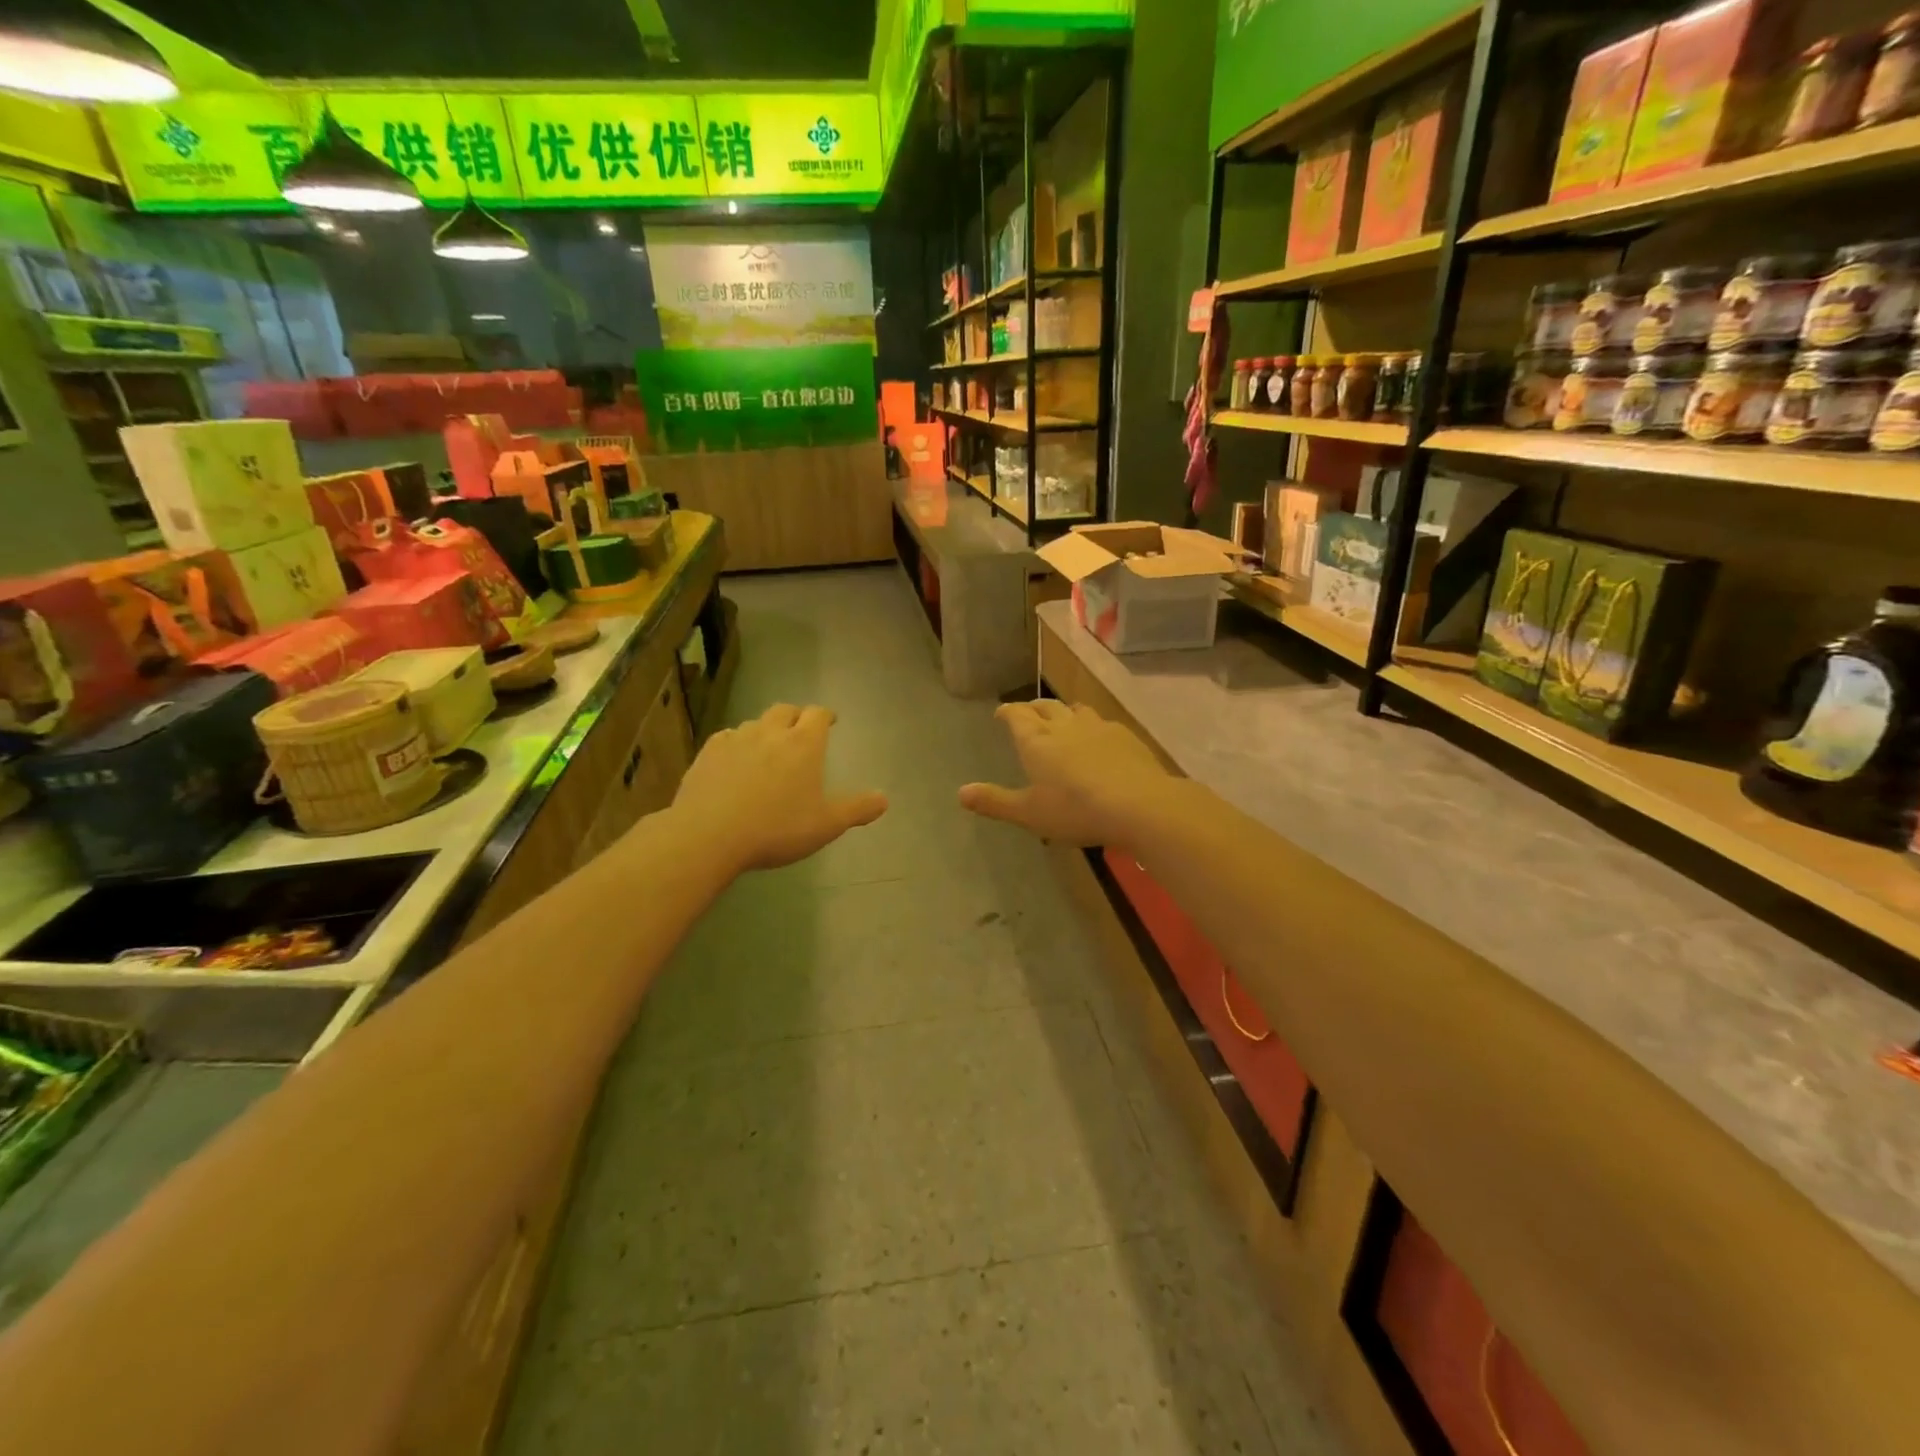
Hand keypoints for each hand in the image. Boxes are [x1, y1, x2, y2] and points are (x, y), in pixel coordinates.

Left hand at [670, 704, 887, 872]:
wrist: (709, 835)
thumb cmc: (776, 829)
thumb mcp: (826, 825)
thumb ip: (856, 810)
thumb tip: (884, 799)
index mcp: (804, 744)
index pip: (818, 714)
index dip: (825, 716)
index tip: (830, 721)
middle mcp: (770, 733)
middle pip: (785, 710)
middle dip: (795, 716)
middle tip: (800, 730)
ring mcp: (736, 739)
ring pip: (755, 723)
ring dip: (765, 729)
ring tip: (767, 748)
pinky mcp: (708, 753)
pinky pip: (727, 738)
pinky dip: (736, 743)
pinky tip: (734, 759)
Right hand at [960, 700, 1178, 848]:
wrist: (1138, 805)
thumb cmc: (1075, 810)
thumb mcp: (1029, 813)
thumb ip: (995, 801)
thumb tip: (960, 793)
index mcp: (1036, 741)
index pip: (1016, 715)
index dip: (1007, 712)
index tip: (1001, 713)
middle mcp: (1064, 725)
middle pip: (1045, 707)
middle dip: (1033, 708)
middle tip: (1027, 714)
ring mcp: (1097, 727)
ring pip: (1075, 710)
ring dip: (1064, 712)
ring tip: (1062, 721)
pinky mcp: (1125, 735)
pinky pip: (1102, 722)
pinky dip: (1092, 727)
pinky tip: (1098, 740)